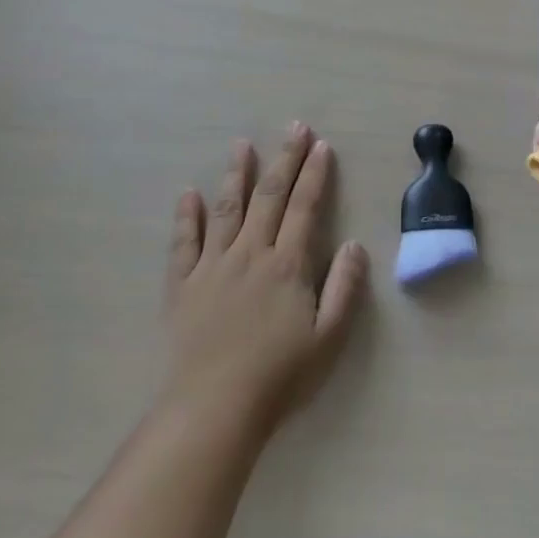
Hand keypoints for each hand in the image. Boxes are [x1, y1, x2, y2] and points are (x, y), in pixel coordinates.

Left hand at [157, 124, 368, 440]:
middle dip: (284, 159)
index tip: (322, 146)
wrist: (213, 410)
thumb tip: (356, 244)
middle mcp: (250, 253)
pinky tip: (189, 194)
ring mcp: (212, 266)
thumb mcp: (328, 338)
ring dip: (236, 174)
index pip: (305, 207)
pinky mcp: (182, 286)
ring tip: (242, 144)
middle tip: (293, 127)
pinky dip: (186, 216)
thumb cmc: (278, 376)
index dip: (315, 174)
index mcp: (287, 264)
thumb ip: (344, 287)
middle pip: (269, 196)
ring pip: (227, 209)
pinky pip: (183, 243)